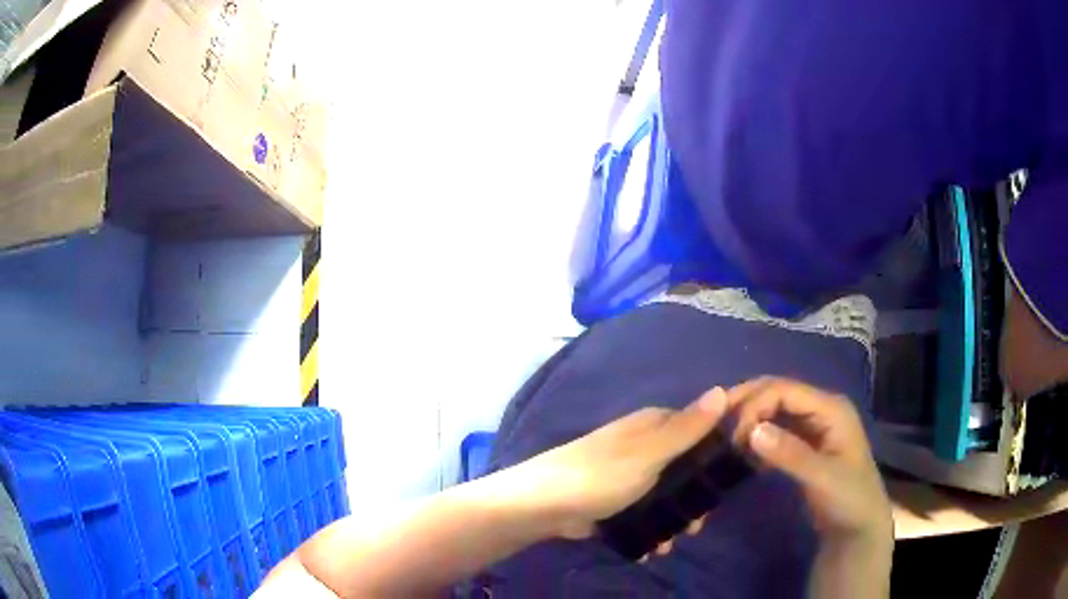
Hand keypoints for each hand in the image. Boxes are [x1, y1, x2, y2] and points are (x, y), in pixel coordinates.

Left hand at [511, 387, 728, 539]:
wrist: (544, 505)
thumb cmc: (601, 475)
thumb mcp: (650, 453)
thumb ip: (687, 428)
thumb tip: (723, 389)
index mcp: (655, 425)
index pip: (702, 427)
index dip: (722, 447)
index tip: (735, 475)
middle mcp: (647, 445)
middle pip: (688, 466)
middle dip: (696, 497)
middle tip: (699, 523)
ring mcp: (632, 473)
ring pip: (669, 493)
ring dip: (676, 518)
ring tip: (675, 540)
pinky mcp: (619, 498)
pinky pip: (647, 511)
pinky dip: (654, 528)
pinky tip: (654, 547)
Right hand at [727, 377, 892, 544]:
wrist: (858, 526)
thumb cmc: (848, 499)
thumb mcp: (822, 478)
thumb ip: (790, 454)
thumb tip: (750, 431)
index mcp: (830, 408)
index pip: (784, 390)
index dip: (755, 404)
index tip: (732, 435)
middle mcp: (821, 409)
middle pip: (777, 392)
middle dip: (747, 403)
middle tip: (716, 424)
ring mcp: (813, 426)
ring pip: (774, 409)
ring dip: (749, 418)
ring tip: (725, 438)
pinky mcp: (804, 444)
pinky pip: (776, 429)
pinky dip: (757, 435)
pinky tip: (743, 451)